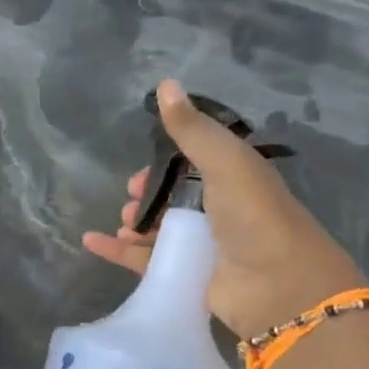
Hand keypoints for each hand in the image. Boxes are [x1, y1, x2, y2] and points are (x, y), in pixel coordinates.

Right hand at [82, 79, 367, 339]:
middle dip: (149, 193)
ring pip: (159, 229)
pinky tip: (92, 241)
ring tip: (123, 219)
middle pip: (174, 197)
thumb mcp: (225, 162)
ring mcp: (202, 246)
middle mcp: (219, 211)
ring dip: (136, 221)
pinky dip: (118, 251)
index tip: (147, 160)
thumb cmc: (254, 216)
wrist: (276, 285)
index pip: (195, 163)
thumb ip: (192, 129)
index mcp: (234, 179)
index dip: (167, 160)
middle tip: (130, 195)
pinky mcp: (185, 276)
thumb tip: (165, 83)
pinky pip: (144, 260)